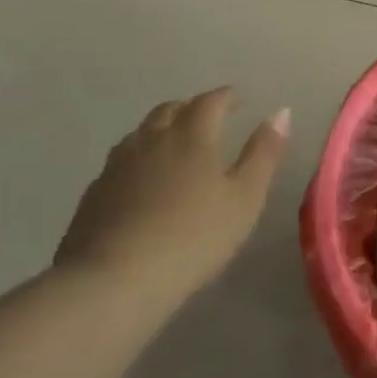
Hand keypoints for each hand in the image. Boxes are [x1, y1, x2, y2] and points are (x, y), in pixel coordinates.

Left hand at [57, 87, 290, 299]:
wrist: (114, 280)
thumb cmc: (193, 237)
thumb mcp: (245, 198)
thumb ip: (263, 153)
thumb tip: (281, 112)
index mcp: (192, 136)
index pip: (210, 101)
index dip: (225, 97)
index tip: (237, 98)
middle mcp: (152, 139)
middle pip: (171, 110)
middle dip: (191, 107)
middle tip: (207, 116)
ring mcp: (118, 164)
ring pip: (141, 132)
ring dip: (161, 127)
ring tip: (174, 141)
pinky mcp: (95, 192)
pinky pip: (121, 160)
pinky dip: (138, 156)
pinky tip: (141, 178)